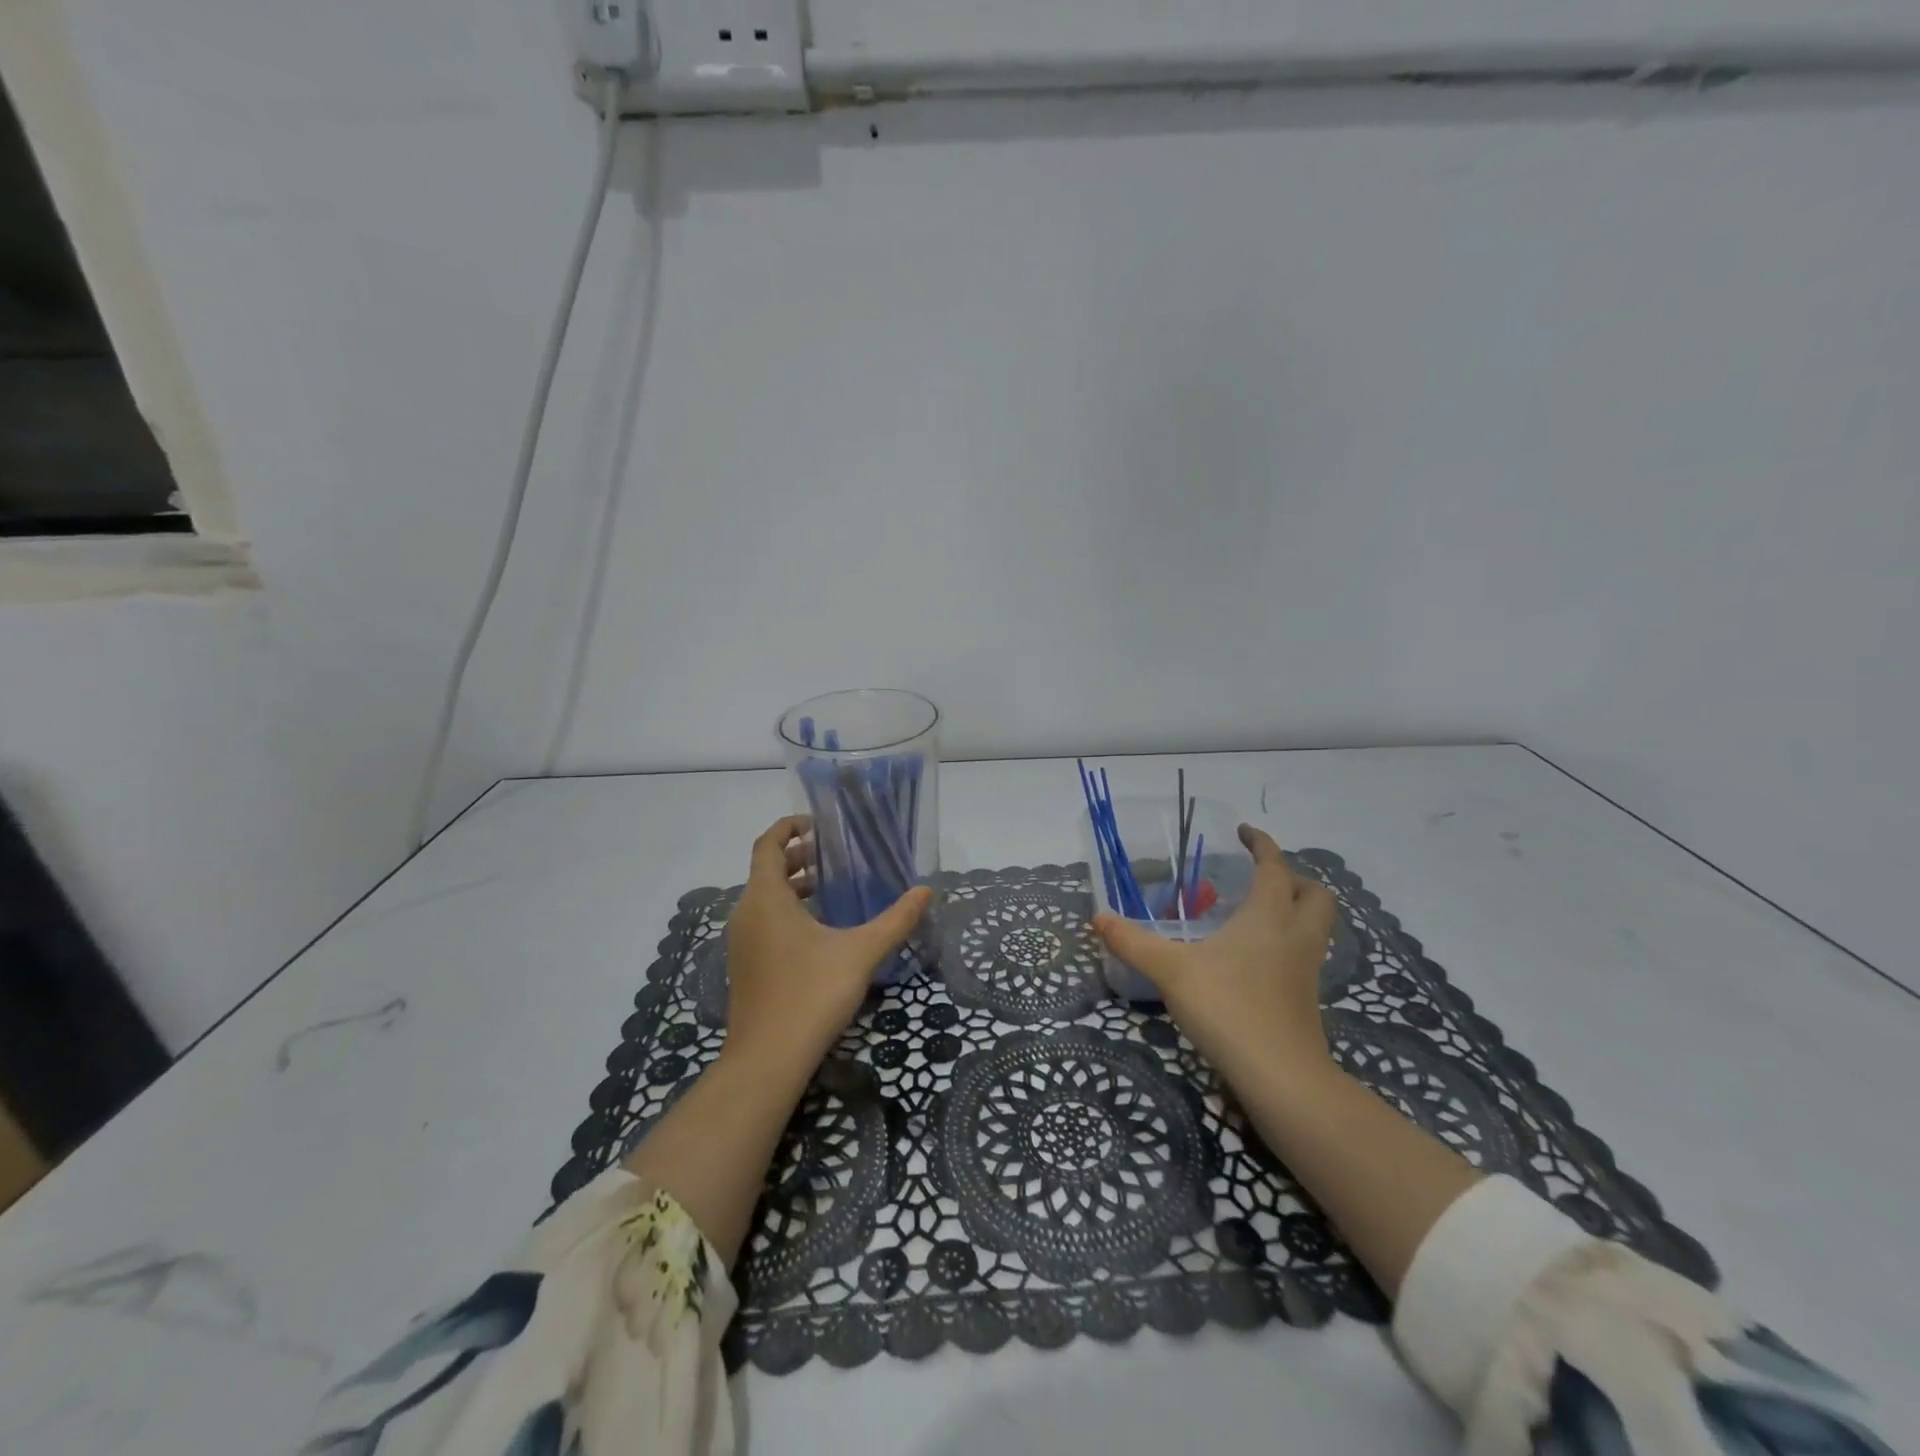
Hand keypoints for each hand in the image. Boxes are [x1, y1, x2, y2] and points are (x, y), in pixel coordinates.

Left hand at [723, 815, 931, 1075]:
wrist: (768, 1059)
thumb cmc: (812, 993)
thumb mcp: (861, 952)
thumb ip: (896, 919)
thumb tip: (926, 891)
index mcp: (766, 898)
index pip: (768, 844)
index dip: (788, 827)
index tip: (817, 823)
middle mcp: (746, 913)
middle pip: (767, 870)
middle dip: (798, 857)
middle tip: (835, 856)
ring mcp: (741, 942)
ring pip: (765, 898)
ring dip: (794, 886)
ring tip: (832, 889)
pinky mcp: (745, 965)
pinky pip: (763, 922)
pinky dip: (787, 911)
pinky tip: (820, 931)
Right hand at [1092, 824, 1337, 1089]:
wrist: (1280, 1075)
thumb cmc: (1227, 1006)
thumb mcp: (1170, 970)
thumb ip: (1133, 942)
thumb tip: (1099, 917)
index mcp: (1268, 915)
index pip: (1274, 866)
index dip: (1262, 844)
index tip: (1243, 832)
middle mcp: (1295, 935)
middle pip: (1316, 894)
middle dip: (1294, 878)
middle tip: (1260, 878)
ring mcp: (1306, 969)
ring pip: (1316, 926)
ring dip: (1296, 911)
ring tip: (1257, 914)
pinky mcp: (1306, 999)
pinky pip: (1305, 955)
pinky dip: (1287, 943)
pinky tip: (1255, 959)